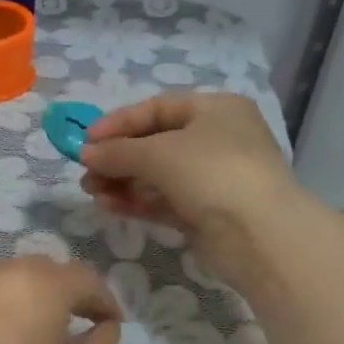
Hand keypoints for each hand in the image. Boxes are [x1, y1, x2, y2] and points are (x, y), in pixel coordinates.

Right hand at [78, 92, 295, 280]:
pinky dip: (134, 201)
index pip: (156, 109)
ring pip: (155, 175)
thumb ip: (116, 151)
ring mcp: (211, 178)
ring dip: (120, 181)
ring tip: (90, 190)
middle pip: (153, 143)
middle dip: (116, 157)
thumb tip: (86, 153)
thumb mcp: (157, 153)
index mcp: (214, 110)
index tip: (86, 140)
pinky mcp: (204, 212)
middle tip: (85, 170)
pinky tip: (107, 205)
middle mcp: (216, 139)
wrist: (258, 234)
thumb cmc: (211, 172)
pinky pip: (162, 200)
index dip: (118, 122)